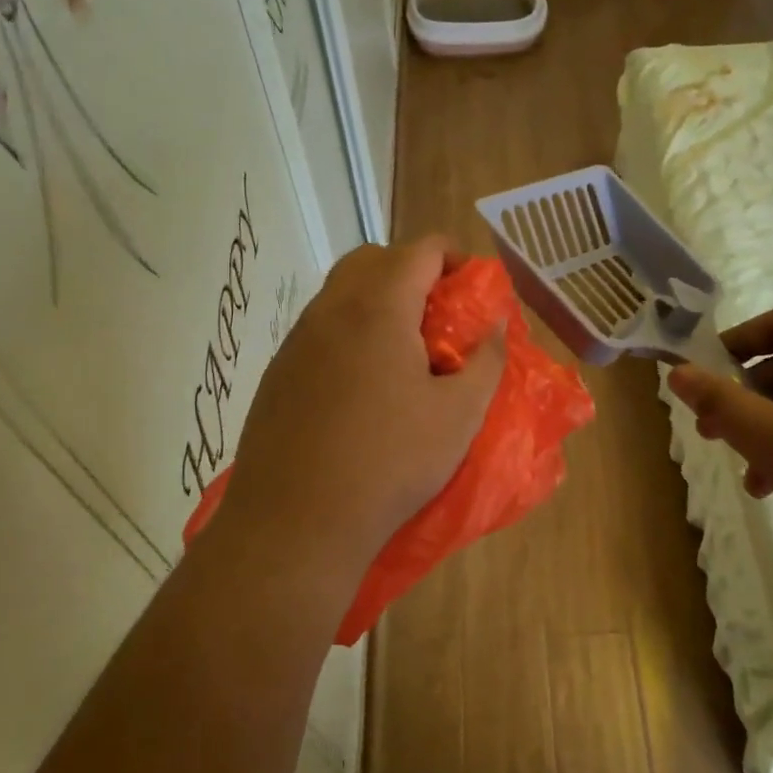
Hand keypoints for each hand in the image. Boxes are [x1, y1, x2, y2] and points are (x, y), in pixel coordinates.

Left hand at [218, 237, 505, 579]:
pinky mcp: (278, 373)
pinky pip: (319, 329)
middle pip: (373, 260)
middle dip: (412, 271)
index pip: (419, 251)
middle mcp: (330, 310)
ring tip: (405, 351)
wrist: (296, 522)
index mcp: (378, 308)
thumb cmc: (390, 463)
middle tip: (440, 314)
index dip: (454, 257)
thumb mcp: (459, 415)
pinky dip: (349, 332)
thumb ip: (486, 361)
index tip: (475, 288)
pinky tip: (365, 385)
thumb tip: (495, 326)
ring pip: (340, 293)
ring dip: (377, 301)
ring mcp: (296, 341)